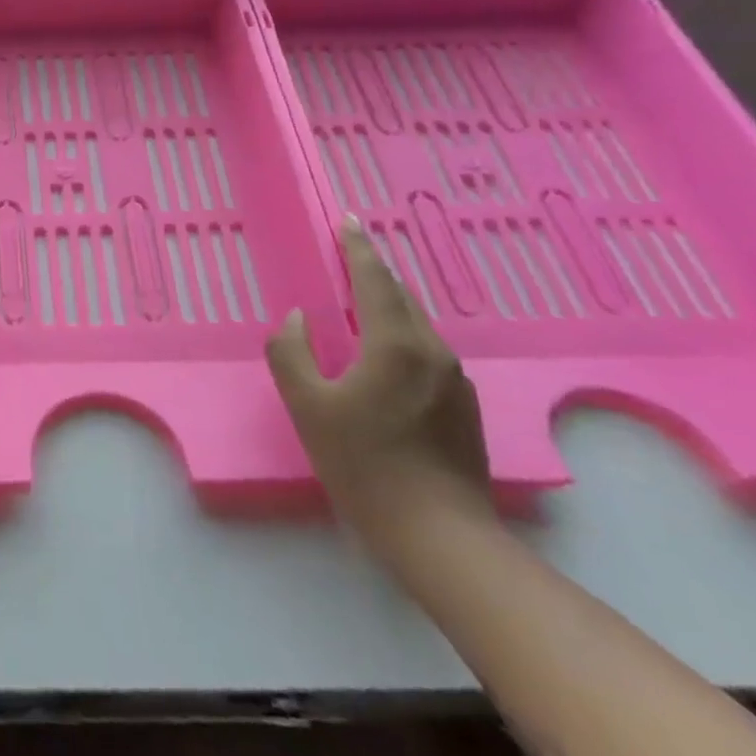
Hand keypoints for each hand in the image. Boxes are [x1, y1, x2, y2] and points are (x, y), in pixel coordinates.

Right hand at [266, 218, 491, 552]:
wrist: (439, 535)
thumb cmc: (363, 464)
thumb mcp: (307, 406)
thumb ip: (291, 353)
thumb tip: (299, 319)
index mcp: (396, 344)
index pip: (375, 280)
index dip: (358, 247)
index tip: (347, 220)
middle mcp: (433, 352)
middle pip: (401, 297)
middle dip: (373, 272)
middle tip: (348, 255)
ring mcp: (455, 381)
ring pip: (416, 326)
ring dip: (387, 305)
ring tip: (360, 302)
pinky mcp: (464, 408)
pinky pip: (425, 353)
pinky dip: (399, 337)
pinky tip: (382, 357)